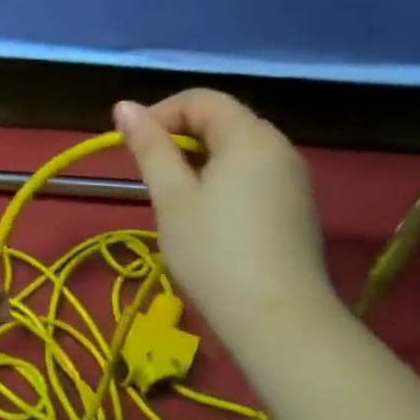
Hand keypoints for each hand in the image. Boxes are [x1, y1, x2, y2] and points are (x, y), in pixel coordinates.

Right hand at [115, 91, 337, 346]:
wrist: (277, 320)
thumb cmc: (213, 252)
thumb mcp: (171, 197)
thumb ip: (149, 147)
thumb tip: (123, 106)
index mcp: (249, 136)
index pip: (200, 99)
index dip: (160, 113)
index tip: (131, 146)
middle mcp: (279, 147)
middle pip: (222, 121)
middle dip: (179, 139)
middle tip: (150, 177)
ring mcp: (293, 179)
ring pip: (237, 151)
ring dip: (198, 162)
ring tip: (173, 200)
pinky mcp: (296, 208)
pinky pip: (253, 176)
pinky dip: (222, 182)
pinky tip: (207, 219)